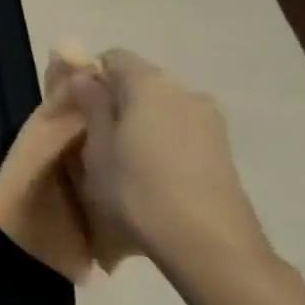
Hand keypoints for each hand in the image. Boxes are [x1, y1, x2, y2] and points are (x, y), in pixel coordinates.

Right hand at [62, 50, 273, 278]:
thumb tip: (83, 75)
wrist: (210, 246)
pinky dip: (163, 139)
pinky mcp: (224, 148)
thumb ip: (90, 104)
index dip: (91, 77)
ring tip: (128, 160)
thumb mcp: (96, 148)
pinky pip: (181, 128)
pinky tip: (156, 174)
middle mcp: (184, 90)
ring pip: (161, 106)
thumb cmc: (138, 191)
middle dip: (116, 100)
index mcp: (149, 83)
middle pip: (139, 81)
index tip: (80, 110)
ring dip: (141, 122)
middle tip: (98, 138)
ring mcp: (210, 119)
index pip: (113, 57)